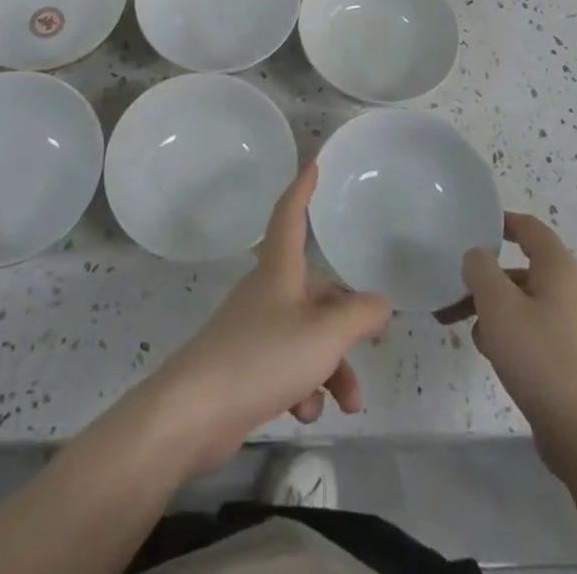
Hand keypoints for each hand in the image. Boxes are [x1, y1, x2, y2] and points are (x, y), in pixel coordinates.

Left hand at [144, 162, 392, 474]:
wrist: (195, 412)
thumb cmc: (263, 356)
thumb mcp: (324, 334)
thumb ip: (359, 315)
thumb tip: (381, 303)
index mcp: (279, 270)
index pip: (291, 215)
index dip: (302, 189)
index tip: (312, 164)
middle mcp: (267, 292)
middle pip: (315, 293)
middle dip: (345, 326)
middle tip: (371, 349)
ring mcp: (253, 330)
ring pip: (306, 336)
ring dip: (331, 367)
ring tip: (348, 405)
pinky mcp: (244, 367)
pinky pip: (286, 367)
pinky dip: (302, 387)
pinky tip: (303, 412)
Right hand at [457, 213, 576, 478]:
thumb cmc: (541, 358)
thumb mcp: (497, 304)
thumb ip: (480, 268)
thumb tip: (477, 257)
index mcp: (559, 268)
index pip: (529, 227)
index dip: (499, 222)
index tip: (470, 228)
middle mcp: (571, 290)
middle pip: (520, 269)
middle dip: (485, 278)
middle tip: (453, 290)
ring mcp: (574, 327)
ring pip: (524, 302)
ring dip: (493, 310)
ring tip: (467, 330)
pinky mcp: (572, 359)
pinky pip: (534, 331)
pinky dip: (511, 334)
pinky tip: (494, 357)